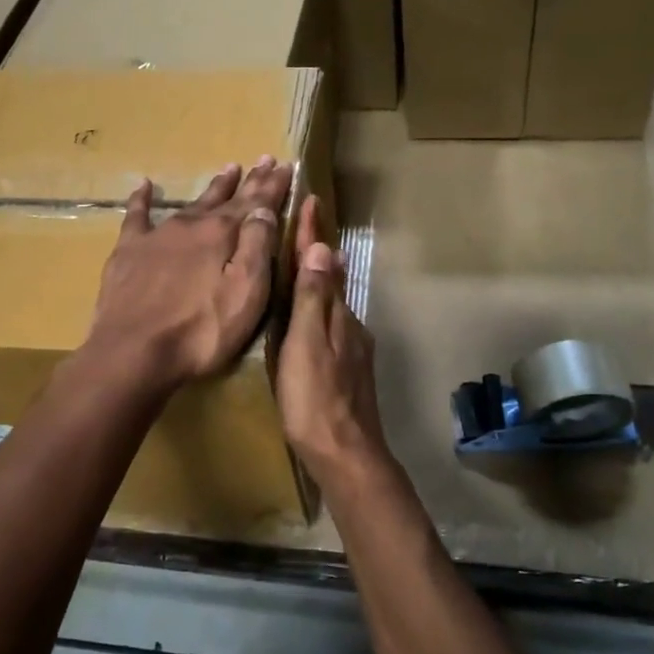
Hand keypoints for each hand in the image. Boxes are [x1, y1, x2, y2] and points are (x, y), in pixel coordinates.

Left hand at [83, 157, 293, 392]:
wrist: (133, 351)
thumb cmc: (201, 331)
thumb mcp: (246, 293)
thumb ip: (257, 247)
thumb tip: (264, 209)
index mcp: (222, 234)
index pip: (256, 202)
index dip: (273, 185)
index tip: (287, 165)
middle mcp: (191, 225)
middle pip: (225, 198)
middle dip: (248, 180)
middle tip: (264, 160)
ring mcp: (157, 235)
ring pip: (190, 203)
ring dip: (212, 187)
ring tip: (228, 169)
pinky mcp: (128, 252)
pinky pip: (136, 216)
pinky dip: (141, 199)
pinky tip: (143, 185)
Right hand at [277, 195, 388, 480]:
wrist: (346, 455)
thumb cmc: (316, 398)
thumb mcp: (306, 345)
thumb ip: (313, 299)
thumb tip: (322, 248)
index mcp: (336, 315)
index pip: (322, 264)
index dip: (313, 233)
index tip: (310, 198)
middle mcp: (349, 325)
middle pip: (331, 280)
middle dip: (317, 252)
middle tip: (301, 226)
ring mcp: (352, 349)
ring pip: (332, 304)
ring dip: (319, 280)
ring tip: (301, 265)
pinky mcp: (348, 371)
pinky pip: (331, 326)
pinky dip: (319, 310)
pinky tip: (308, 319)